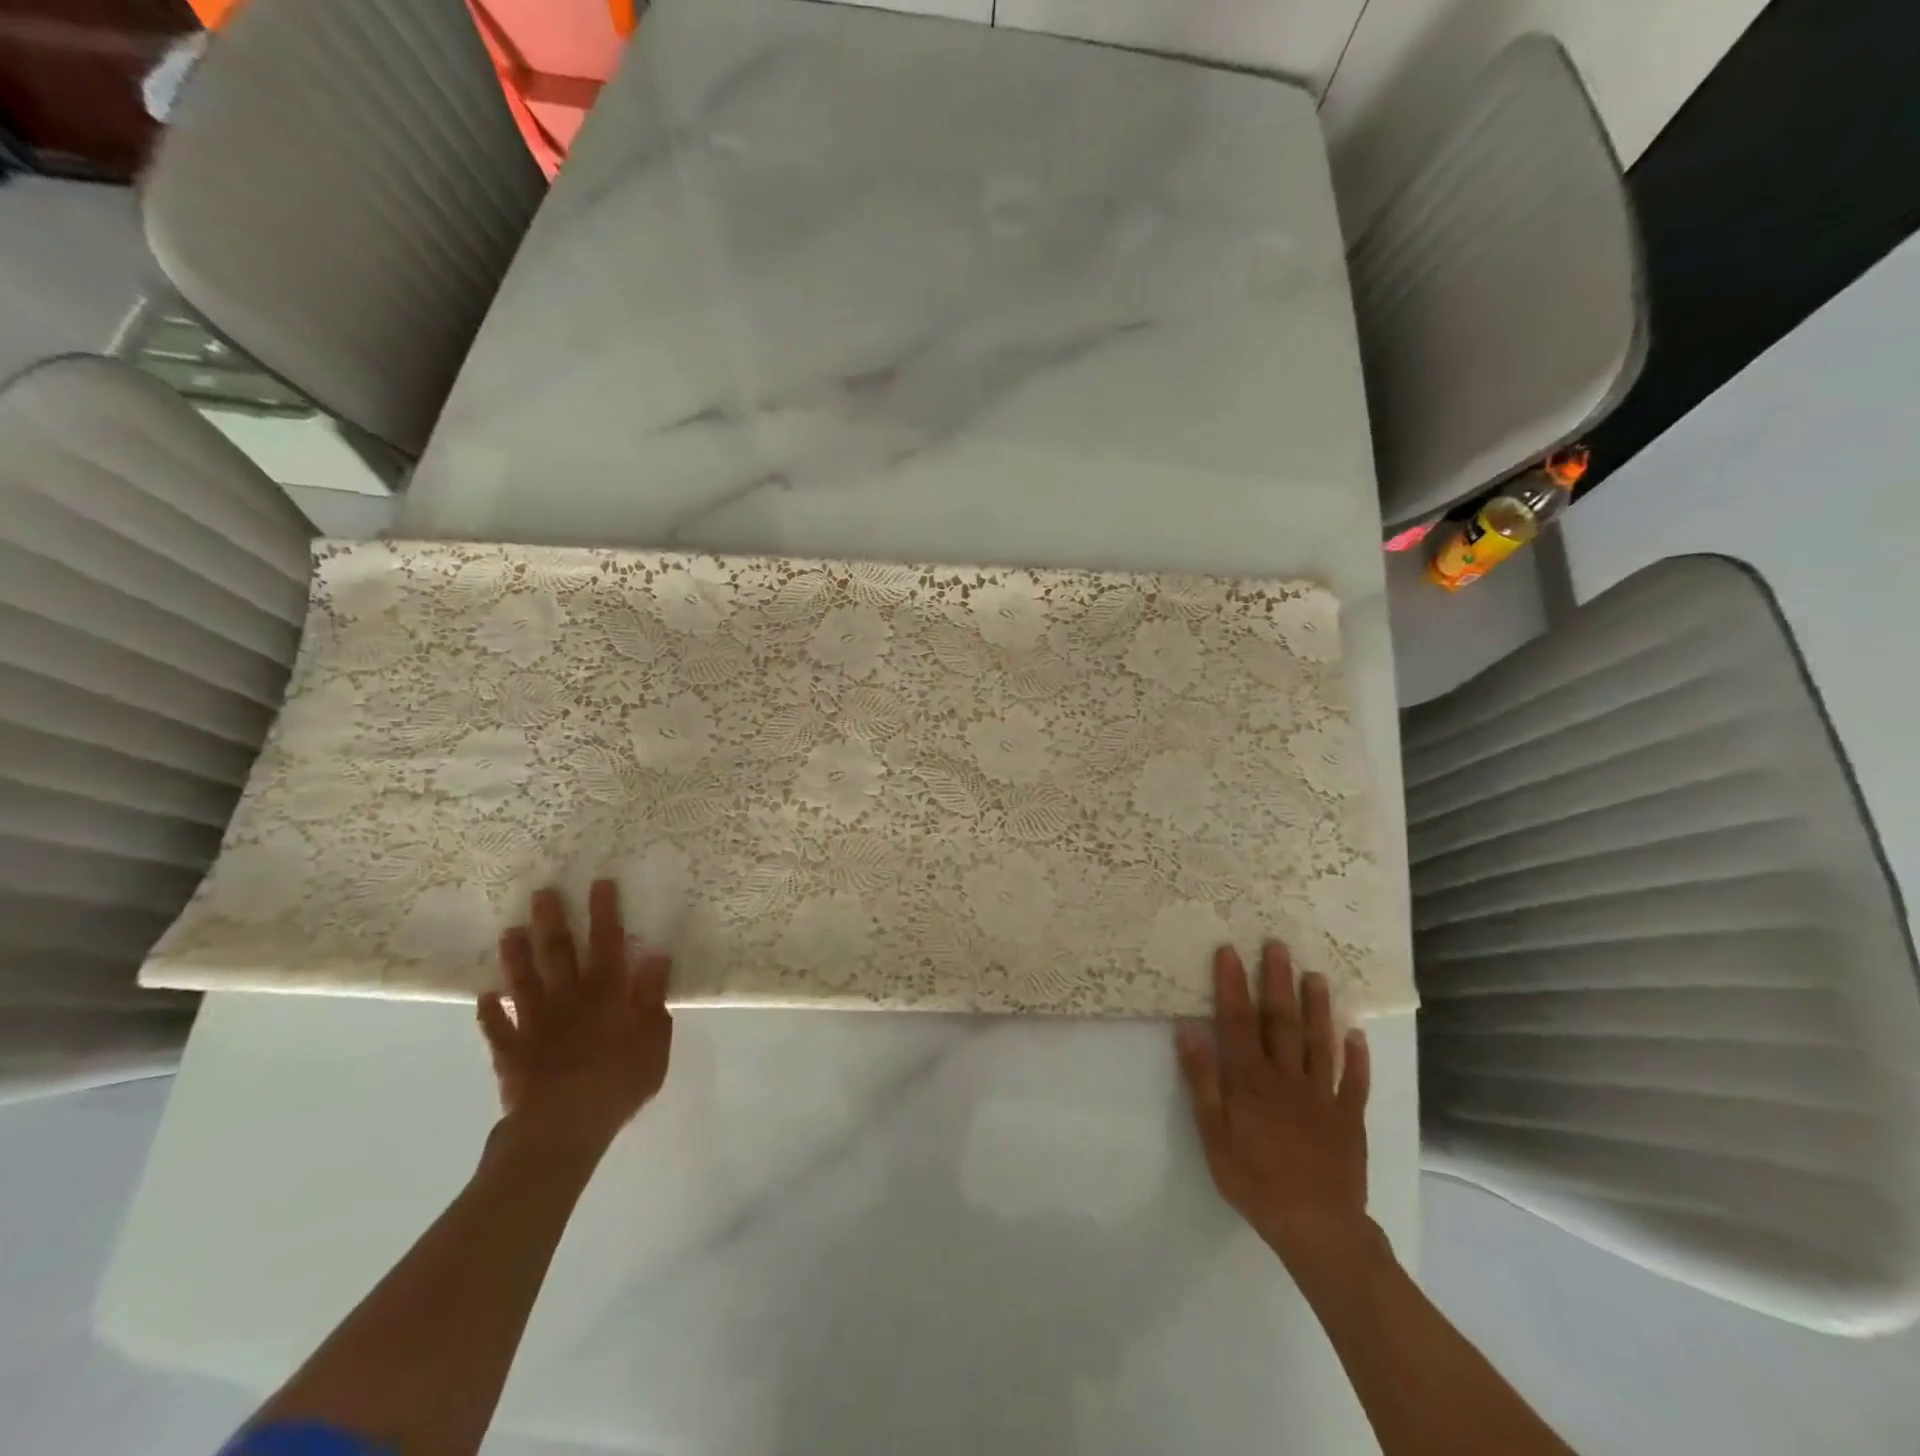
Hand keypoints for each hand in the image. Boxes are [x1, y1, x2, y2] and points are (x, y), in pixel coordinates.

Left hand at [477, 880, 672, 1154]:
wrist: (564, 1126)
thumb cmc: (620, 1080)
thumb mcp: (655, 1038)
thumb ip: (652, 996)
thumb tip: (656, 956)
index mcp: (607, 994)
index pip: (607, 943)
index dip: (604, 913)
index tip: (598, 883)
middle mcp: (569, 999)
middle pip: (559, 954)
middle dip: (552, 921)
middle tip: (542, 892)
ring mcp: (535, 1025)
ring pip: (524, 983)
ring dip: (516, 957)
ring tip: (508, 931)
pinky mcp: (512, 1054)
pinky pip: (498, 1030)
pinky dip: (489, 1013)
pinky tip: (482, 997)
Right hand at [1175, 941, 1373, 1272]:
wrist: (1317, 1227)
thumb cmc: (1254, 1181)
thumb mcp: (1213, 1135)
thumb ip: (1202, 1082)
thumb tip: (1187, 1031)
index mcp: (1251, 1080)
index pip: (1238, 1022)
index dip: (1232, 985)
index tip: (1229, 951)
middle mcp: (1287, 1077)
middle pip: (1281, 1021)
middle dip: (1277, 981)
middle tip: (1277, 945)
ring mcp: (1322, 1095)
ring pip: (1319, 1042)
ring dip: (1317, 1007)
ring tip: (1316, 975)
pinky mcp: (1349, 1118)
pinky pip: (1354, 1081)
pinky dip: (1357, 1057)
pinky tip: (1356, 1034)